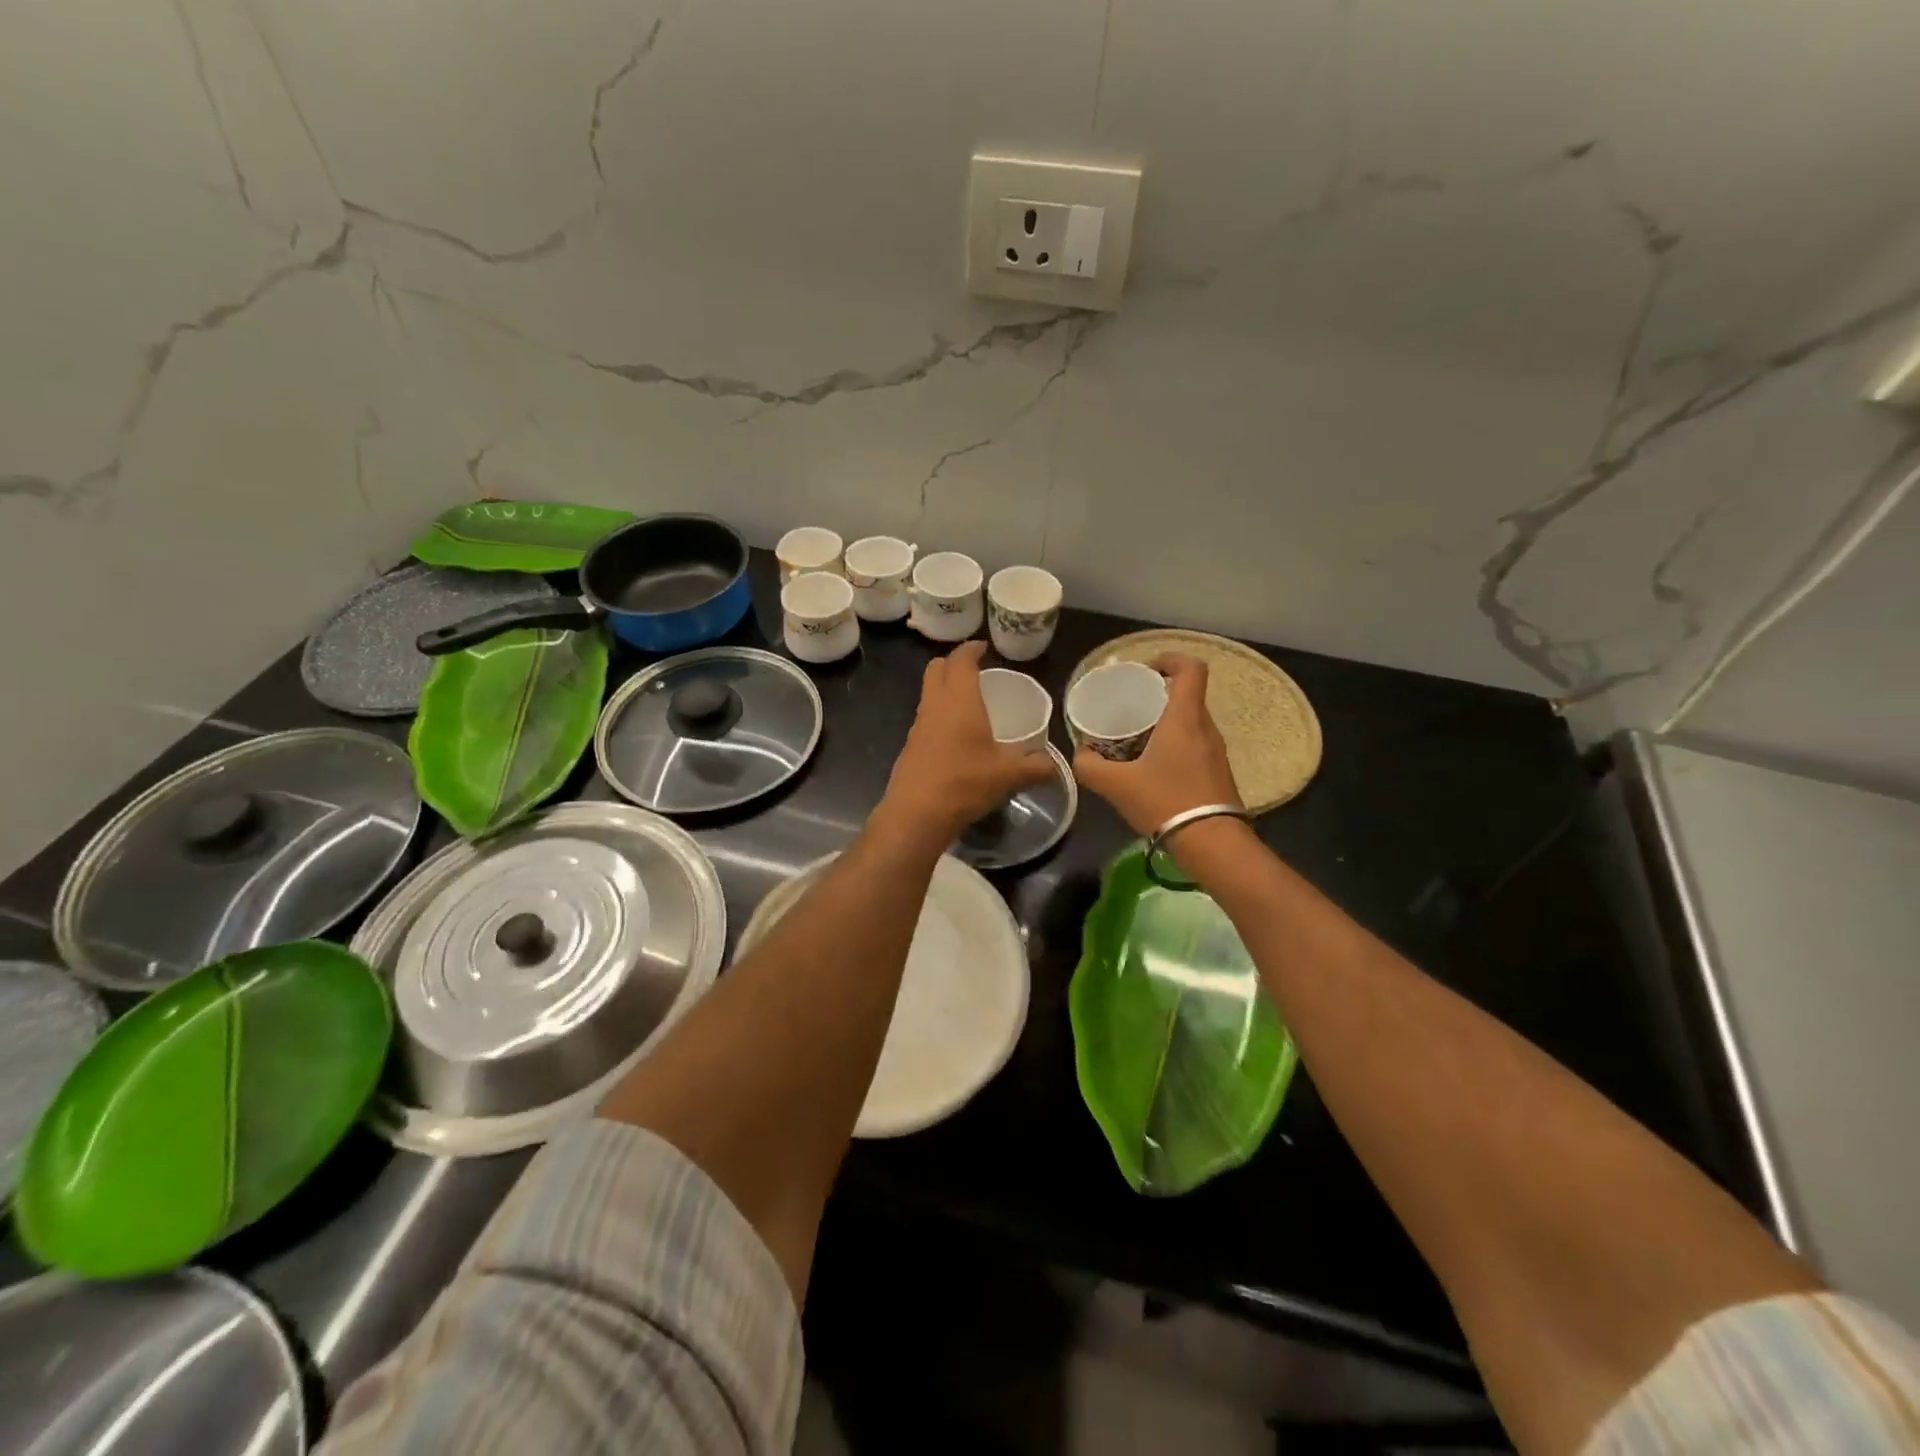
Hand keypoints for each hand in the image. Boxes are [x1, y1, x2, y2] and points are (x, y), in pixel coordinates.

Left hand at [882, 641, 1056, 837]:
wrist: (917, 813)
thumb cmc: (965, 782)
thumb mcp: (1009, 775)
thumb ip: (1036, 767)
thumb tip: (1055, 766)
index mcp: (959, 699)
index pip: (961, 660)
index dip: (972, 649)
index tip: (984, 647)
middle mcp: (935, 705)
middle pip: (936, 668)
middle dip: (953, 663)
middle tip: (975, 671)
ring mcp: (918, 725)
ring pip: (928, 694)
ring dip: (945, 690)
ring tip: (969, 704)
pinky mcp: (911, 746)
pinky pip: (926, 718)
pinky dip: (940, 716)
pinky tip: (957, 737)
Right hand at [1073, 654, 1240, 835]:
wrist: (1213, 844)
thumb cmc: (1166, 802)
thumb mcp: (1117, 785)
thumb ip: (1090, 767)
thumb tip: (1080, 755)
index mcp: (1185, 718)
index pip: (1191, 669)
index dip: (1170, 660)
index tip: (1147, 671)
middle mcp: (1206, 728)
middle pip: (1188, 695)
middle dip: (1160, 695)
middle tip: (1130, 707)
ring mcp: (1216, 752)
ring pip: (1191, 722)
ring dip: (1167, 722)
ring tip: (1136, 738)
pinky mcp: (1218, 773)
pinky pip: (1195, 745)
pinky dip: (1175, 746)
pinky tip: (1152, 768)